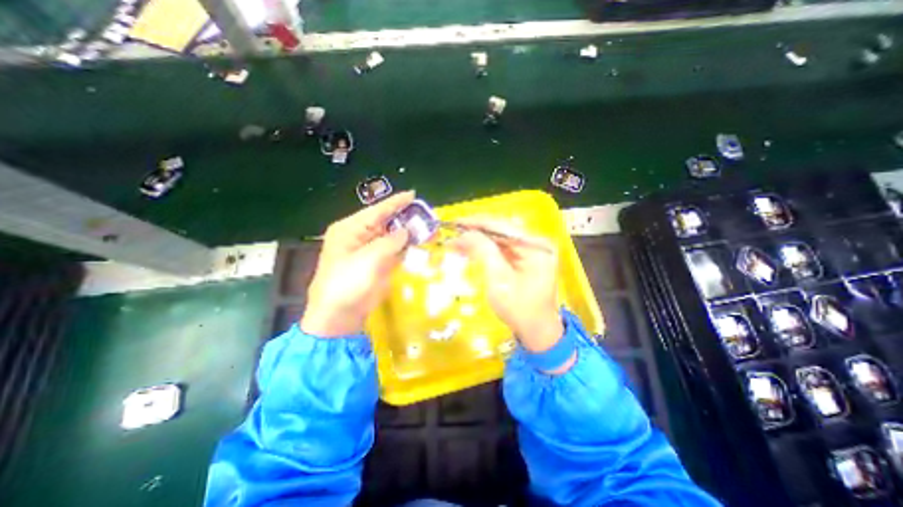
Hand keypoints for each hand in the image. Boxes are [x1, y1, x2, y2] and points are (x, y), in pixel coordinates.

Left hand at [303, 192, 414, 339]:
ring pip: (393, 237)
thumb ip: (391, 241)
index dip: (396, 203)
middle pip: (387, 222)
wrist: (340, 315)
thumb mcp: (369, 258)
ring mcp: (370, 251)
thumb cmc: (348, 283)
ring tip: (429, 228)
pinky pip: (395, 251)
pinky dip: (407, 247)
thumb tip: (407, 231)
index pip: (377, 211)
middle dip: (406, 219)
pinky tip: (420, 243)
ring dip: (409, 233)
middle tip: (427, 216)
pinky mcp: (378, 264)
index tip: (413, 195)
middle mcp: (360, 236)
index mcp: (351, 229)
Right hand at [451, 222, 560, 355]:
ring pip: (500, 239)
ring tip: (457, 242)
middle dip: (476, 232)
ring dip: (479, 240)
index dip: (476, 223)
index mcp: (536, 246)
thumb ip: (483, 251)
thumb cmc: (518, 308)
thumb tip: (466, 233)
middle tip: (453, 233)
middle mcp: (536, 243)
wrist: (536, 331)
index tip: (455, 222)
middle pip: (501, 230)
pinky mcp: (526, 258)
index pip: (502, 226)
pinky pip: (503, 248)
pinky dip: (486, 249)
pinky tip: (470, 249)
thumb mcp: (498, 279)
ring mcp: (532, 250)